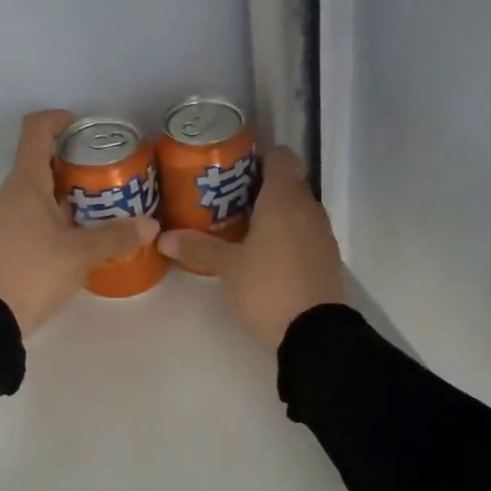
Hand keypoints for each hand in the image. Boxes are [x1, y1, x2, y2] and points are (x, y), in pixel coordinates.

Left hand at [0, 110, 158, 337]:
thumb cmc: (33, 272)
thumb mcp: (81, 254)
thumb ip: (117, 236)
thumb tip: (151, 225)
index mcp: (25, 183)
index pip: (36, 129)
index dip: (61, 119)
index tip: (88, 131)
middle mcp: (8, 193)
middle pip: (41, 161)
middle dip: (75, 164)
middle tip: (109, 179)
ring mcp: (1, 218)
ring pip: (37, 192)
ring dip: (67, 193)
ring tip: (100, 211)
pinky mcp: (1, 242)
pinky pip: (30, 215)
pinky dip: (54, 216)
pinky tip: (77, 239)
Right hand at [158, 147, 344, 347]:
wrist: (315, 333)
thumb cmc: (268, 288)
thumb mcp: (228, 268)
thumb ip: (198, 248)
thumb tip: (163, 237)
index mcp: (284, 199)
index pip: (281, 157)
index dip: (260, 156)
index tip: (236, 168)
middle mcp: (308, 208)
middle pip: (289, 182)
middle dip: (262, 186)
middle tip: (229, 199)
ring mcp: (322, 233)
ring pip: (299, 208)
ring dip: (276, 212)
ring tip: (244, 227)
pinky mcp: (327, 257)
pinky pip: (306, 232)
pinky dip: (288, 234)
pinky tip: (266, 254)